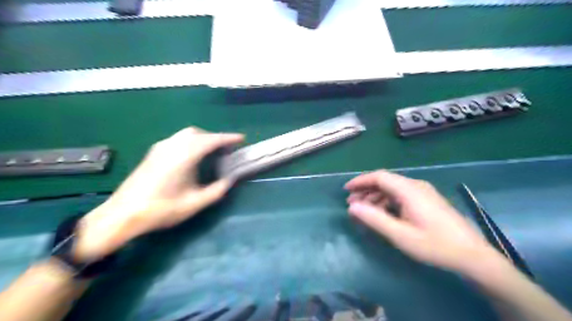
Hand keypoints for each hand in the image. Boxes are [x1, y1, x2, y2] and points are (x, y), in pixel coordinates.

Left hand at [75, 126, 242, 260]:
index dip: (228, 138)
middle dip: (215, 138)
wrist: (122, 214)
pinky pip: (178, 139)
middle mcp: (172, 146)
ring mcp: (161, 147)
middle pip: (199, 133)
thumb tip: (230, 180)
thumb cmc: (161, 209)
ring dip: (203, 139)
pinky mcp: (154, 152)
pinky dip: (192, 142)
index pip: (211, 140)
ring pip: (187, 134)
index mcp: (184, 156)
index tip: (242, 139)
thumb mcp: (194, 203)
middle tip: (227, 150)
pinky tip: (193, 156)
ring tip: (213, 152)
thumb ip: (217, 190)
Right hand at [344, 171, 500, 275]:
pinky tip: (383, 214)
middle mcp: (415, 186)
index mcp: (409, 190)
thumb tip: (352, 207)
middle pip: (385, 181)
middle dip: (366, 190)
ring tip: (364, 210)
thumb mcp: (400, 235)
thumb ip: (375, 219)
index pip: (379, 177)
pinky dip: (387, 201)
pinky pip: (401, 195)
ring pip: (392, 188)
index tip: (346, 190)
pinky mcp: (427, 200)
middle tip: (352, 204)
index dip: (360, 181)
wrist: (473, 256)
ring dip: (376, 197)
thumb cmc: (435, 245)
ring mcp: (423, 192)